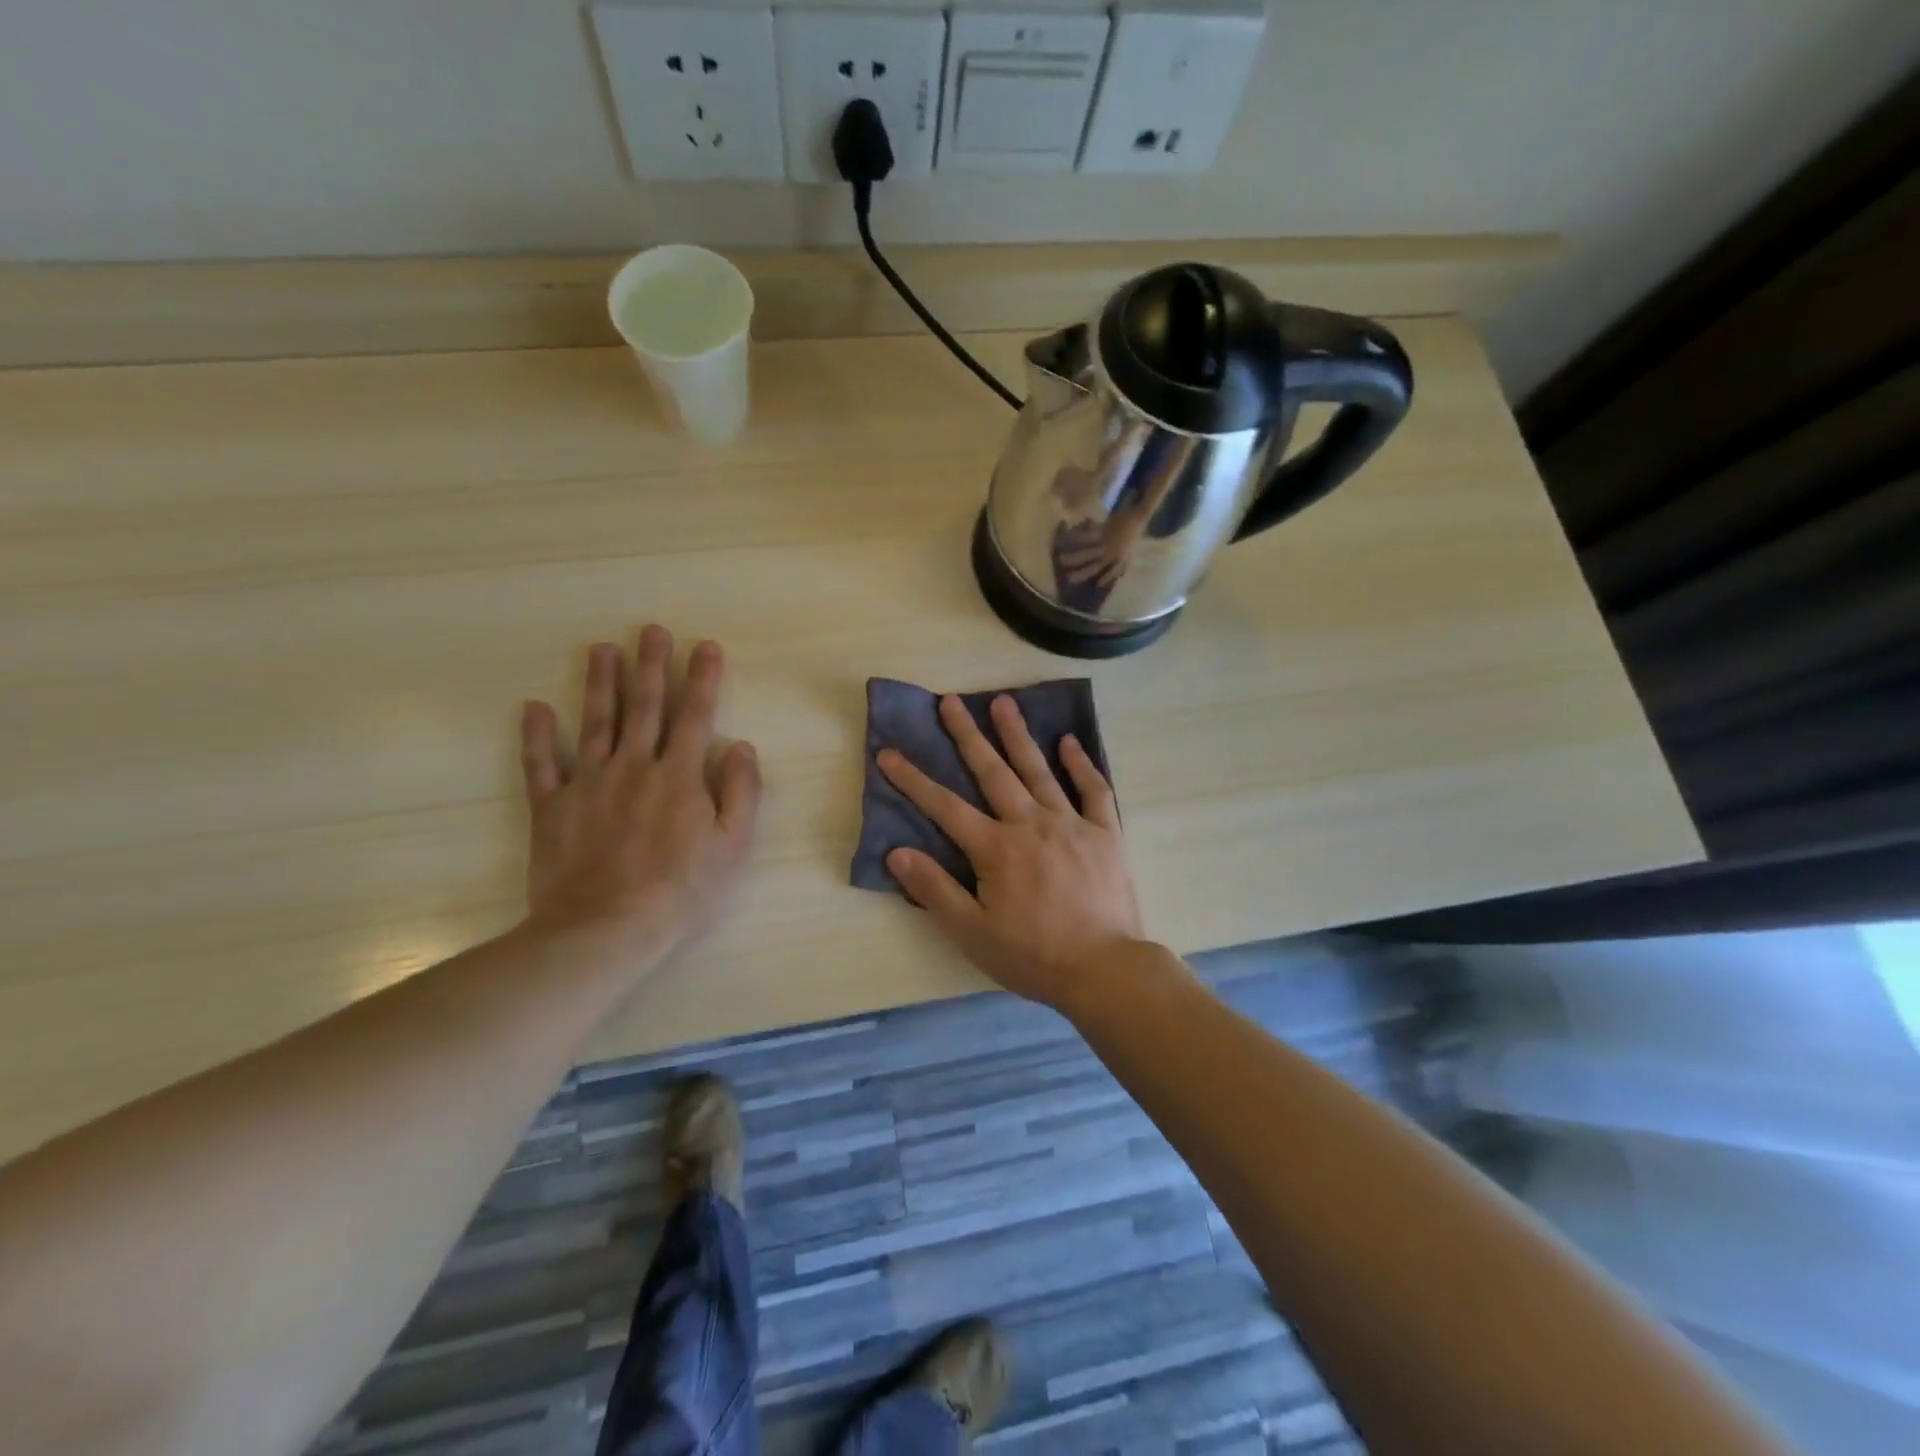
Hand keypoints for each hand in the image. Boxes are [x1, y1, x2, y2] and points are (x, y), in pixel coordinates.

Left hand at [519, 626, 761, 958]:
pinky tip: (535, 708)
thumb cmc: (681, 891)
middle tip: (650, 630)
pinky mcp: (552, 807)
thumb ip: (741, 791)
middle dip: (650, 665)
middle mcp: (634, 767)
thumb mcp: (732, 846)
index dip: (702, 678)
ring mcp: (589, 783)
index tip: (705, 645)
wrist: (605, 929)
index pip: (695, 715)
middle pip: (644, 706)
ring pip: (596, 722)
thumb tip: (741, 746)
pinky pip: (542, 764)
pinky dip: (537, 735)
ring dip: (601, 683)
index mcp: (680, 776)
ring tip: (602, 649)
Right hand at [878, 695, 1146, 1012]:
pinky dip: (1081, 764)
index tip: (889, 753)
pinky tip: (1069, 742)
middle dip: (967, 735)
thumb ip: (935, 890)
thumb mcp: (973, 933)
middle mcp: (1031, 824)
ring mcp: (1071, 824)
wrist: (1104, 970)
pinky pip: (1093, 790)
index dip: (913, 779)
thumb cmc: (1032, 956)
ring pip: (1039, 770)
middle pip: (992, 771)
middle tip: (951, 700)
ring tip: (1003, 702)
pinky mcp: (1105, 833)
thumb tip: (897, 853)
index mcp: (996, 848)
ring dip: (1018, 735)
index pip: (945, 806)